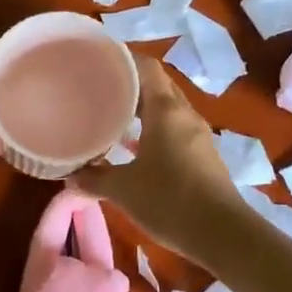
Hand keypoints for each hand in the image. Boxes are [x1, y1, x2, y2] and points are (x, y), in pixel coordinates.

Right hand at [72, 58, 241, 259]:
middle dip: (130, 81)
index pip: (146, 67)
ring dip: (143, 106)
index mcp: (166, 110)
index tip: (98, 60)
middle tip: (99, 86)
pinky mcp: (203, 154)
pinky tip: (134, 146)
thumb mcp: (124, 190)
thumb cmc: (170, 201)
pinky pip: (174, 127)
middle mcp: (184, 114)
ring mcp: (197, 134)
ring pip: (167, 107)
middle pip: (158, 84)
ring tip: (112, 113)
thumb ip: (94, 178)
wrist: (222, 233)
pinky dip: (154, 127)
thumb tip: (69, 175)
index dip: (123, 58)